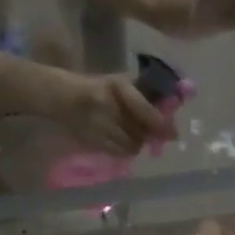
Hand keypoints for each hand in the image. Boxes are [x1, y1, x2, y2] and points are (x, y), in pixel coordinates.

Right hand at [55, 73, 175, 156]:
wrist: (61, 96)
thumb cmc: (96, 87)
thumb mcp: (119, 83)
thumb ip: (142, 98)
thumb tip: (166, 119)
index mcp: (116, 86)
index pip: (143, 109)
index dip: (160, 124)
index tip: (173, 133)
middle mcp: (105, 104)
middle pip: (139, 130)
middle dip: (150, 135)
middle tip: (155, 135)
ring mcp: (95, 124)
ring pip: (129, 143)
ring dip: (137, 143)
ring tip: (135, 136)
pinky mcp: (89, 139)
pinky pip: (116, 151)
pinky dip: (125, 149)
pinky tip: (122, 142)